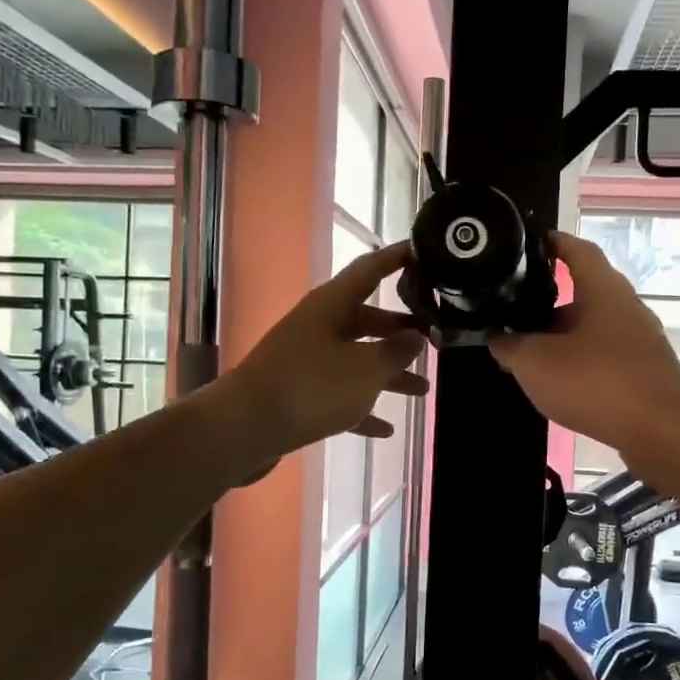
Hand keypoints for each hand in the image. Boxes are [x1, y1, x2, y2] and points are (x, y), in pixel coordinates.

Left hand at [213, 241, 427, 469]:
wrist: (244, 428)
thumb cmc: (311, 387)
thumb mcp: (365, 369)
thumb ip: (396, 352)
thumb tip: (416, 336)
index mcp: (332, 306)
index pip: (370, 269)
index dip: (397, 258)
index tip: (423, 250)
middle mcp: (319, 326)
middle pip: (367, 319)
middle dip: (401, 331)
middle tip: (435, 338)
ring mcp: (307, 360)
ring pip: (357, 361)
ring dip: (389, 374)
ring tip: (423, 390)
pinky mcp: (299, 394)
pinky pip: (340, 396)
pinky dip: (363, 408)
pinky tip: (386, 429)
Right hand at [489, 232, 679, 460]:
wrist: (662, 431)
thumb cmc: (596, 382)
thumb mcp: (536, 364)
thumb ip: (510, 347)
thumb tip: (497, 338)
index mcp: (603, 290)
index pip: (578, 250)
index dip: (553, 242)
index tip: (529, 243)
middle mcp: (626, 307)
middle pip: (585, 292)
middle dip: (549, 300)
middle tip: (515, 310)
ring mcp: (640, 341)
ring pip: (593, 327)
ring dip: (562, 335)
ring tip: (530, 351)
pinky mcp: (645, 371)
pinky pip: (605, 355)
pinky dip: (580, 360)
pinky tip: (560, 382)